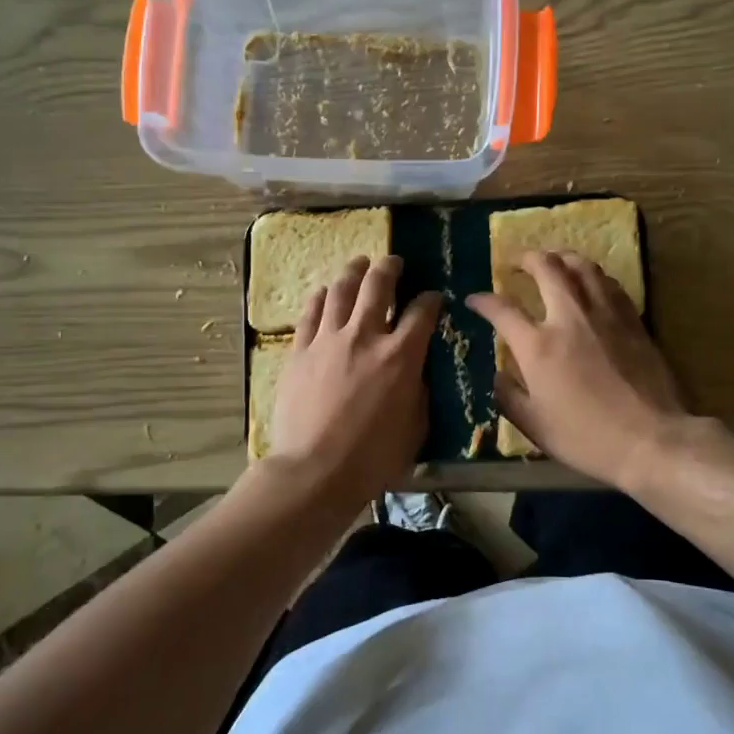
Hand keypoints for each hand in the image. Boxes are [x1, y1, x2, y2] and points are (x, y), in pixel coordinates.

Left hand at [270, 255, 440, 506]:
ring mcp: (328, 340)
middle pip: (378, 286)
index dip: (431, 299)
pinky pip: (311, 313)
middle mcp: (365, 336)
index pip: (422, 312)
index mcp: (401, 355)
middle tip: (394, 262)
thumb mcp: (416, 427)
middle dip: (390, 268)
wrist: (314, 471)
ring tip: (359, 263)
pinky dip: (320, 298)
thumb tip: (417, 371)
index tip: (434, 297)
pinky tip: (324, 292)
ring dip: (353, 272)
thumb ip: (420, 391)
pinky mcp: (300, 351)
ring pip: (341, 291)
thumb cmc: (373, 458)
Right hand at [467, 251, 688, 489]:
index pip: (502, 310)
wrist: (651, 439)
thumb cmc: (587, 438)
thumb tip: (499, 375)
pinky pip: (608, 283)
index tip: (474, 299)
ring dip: (561, 257)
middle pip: (546, 268)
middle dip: (525, 258)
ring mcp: (605, 314)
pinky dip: (592, 276)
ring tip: (552, 261)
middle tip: (516, 261)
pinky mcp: (633, 320)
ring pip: (582, 266)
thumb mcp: (535, 426)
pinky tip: (590, 284)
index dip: (483, 301)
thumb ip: (510, 396)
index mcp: (538, 346)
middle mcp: (569, 318)